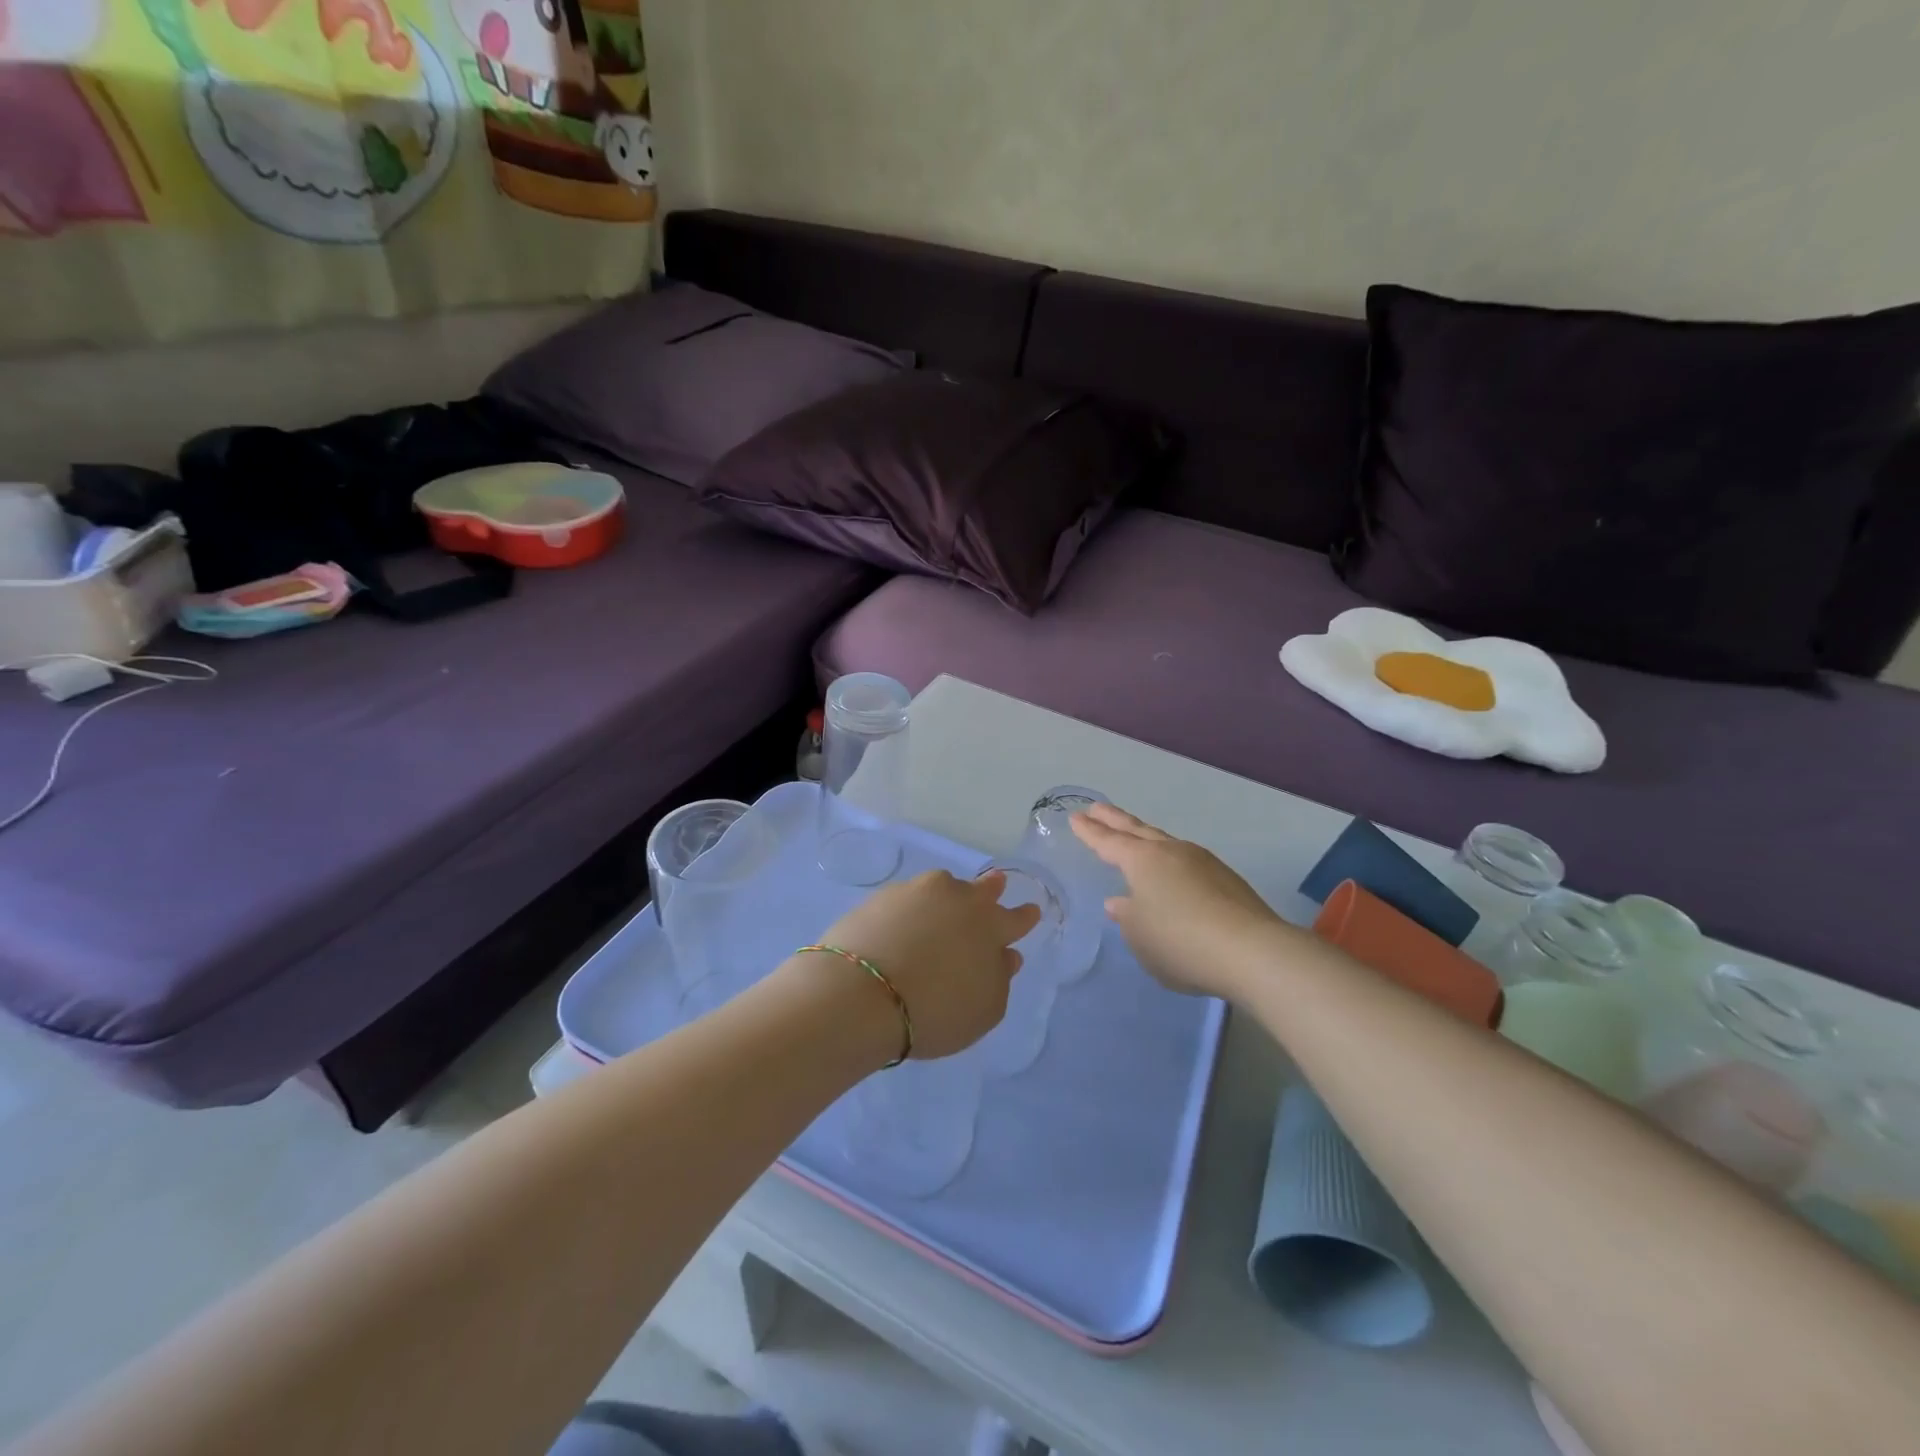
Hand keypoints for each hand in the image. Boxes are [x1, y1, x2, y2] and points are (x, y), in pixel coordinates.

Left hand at [814, 869, 1042, 1059]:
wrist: (862, 994)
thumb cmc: (935, 1010)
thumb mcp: (984, 1010)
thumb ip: (1000, 979)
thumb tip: (1006, 956)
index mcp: (990, 926)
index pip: (1015, 918)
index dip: (1024, 917)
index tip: (1031, 911)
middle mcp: (957, 898)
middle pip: (980, 889)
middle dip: (991, 888)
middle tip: (996, 884)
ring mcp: (916, 892)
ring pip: (942, 888)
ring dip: (948, 896)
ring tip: (943, 908)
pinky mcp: (880, 897)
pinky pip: (907, 899)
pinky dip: (911, 910)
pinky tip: (904, 924)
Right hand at [1071, 803, 1286, 999]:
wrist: (1252, 951)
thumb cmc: (1180, 942)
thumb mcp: (1140, 936)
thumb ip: (1127, 917)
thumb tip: (1121, 902)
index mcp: (1143, 860)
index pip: (1108, 841)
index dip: (1090, 831)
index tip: (1075, 817)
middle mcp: (1172, 852)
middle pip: (1137, 830)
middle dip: (1115, 819)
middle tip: (1097, 808)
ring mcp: (1203, 862)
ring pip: (1165, 843)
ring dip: (1146, 838)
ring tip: (1135, 839)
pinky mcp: (1226, 880)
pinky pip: (1187, 863)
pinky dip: (1171, 863)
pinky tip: (1173, 876)